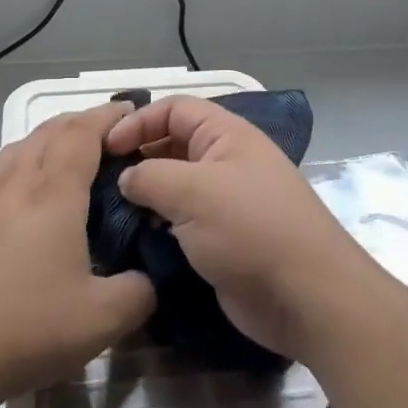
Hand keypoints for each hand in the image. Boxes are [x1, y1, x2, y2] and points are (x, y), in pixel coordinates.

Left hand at [0, 102, 156, 407]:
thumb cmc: (24, 330)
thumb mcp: (101, 321)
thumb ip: (140, 293)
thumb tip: (149, 279)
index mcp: (52, 195)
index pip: (82, 133)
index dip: (107, 115)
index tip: (130, 111)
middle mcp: (13, 186)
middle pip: (47, 132)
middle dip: (80, 122)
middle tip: (107, 135)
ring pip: (15, 150)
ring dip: (45, 141)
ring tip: (65, 159)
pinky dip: (17, 169)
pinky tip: (20, 202)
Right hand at [105, 96, 377, 364]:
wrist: (306, 297)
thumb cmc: (250, 230)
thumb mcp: (193, 192)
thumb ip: (149, 176)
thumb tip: (127, 179)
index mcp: (227, 135)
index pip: (175, 109)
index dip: (138, 121)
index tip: (105, 148)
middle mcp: (227, 161)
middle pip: (173, 144)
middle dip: (138, 156)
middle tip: (101, 179)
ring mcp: (227, 202)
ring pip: (176, 185)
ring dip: (146, 194)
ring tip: (111, 209)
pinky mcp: (224, 239)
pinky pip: (183, 220)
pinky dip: (159, 223)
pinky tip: (136, 237)